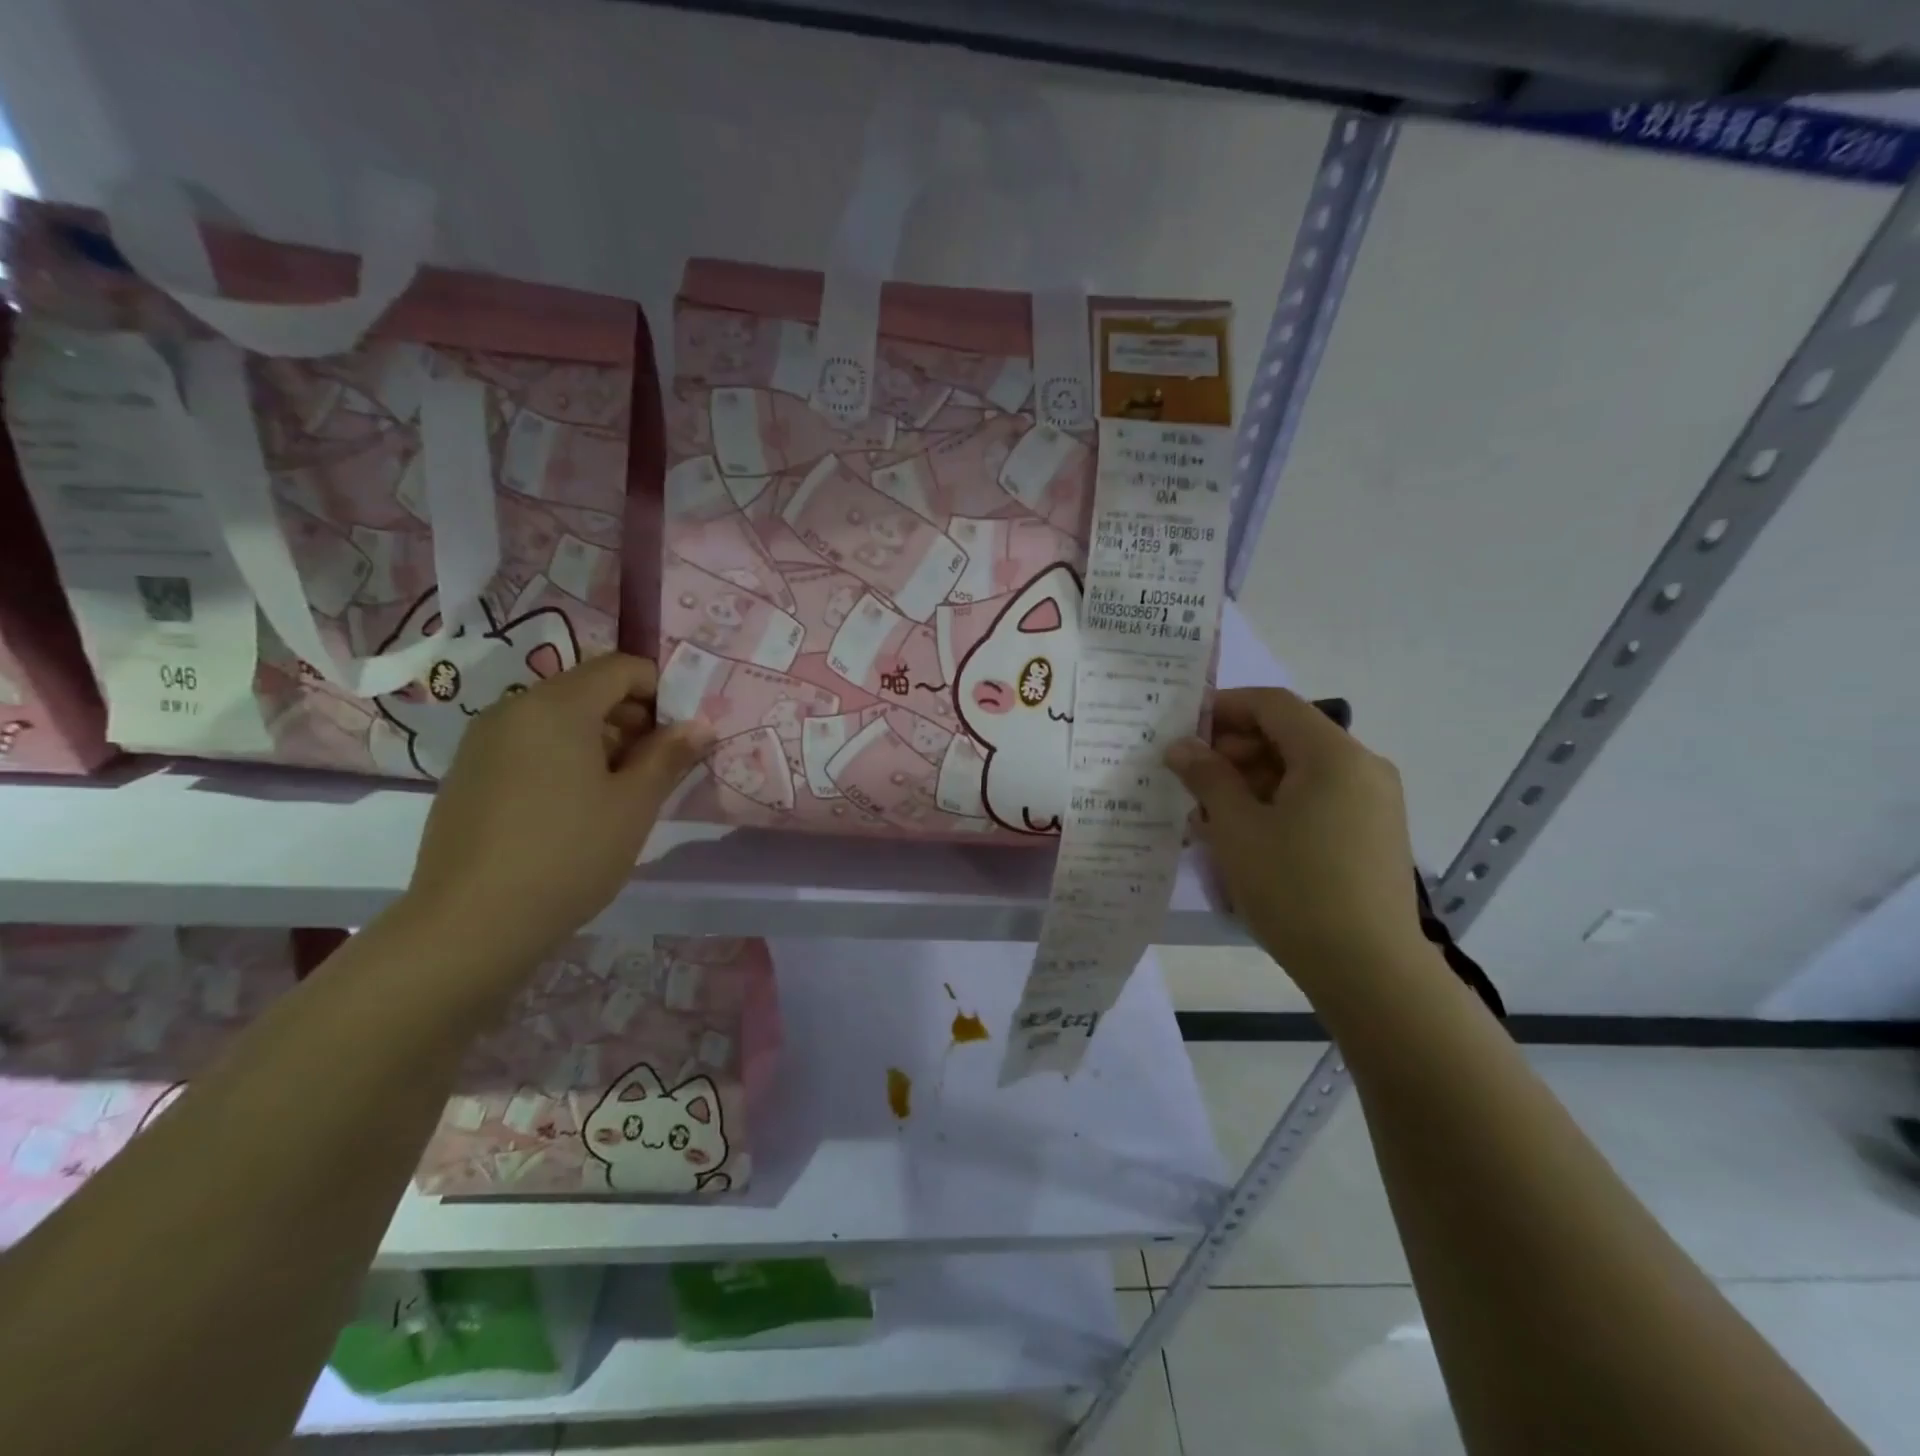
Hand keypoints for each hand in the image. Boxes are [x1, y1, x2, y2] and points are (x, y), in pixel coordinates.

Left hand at [405, 654, 712, 966]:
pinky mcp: (467, 773)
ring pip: (556, 718)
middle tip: (655, 768)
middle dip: (631, 718)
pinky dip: (561, 758)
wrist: (470, 924)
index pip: (620, 667)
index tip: (678, 736)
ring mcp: (482, 741)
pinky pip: (527, 744)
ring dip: (598, 740)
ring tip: (616, 793)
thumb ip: (669, 755)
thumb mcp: (634, 804)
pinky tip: (571, 809)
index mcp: (557, 705)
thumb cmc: (569, 854)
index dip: (660, 691)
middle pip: (587, 689)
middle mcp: (514, 708)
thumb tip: (700, 724)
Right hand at [1165, 687, 1426, 984]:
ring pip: (1300, 772)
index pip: (1273, 704)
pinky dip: (1278, 806)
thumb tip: (1181, 746)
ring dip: (1250, 783)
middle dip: (1233, 752)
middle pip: (1288, 736)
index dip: (1223, 708)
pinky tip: (1244, 838)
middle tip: (1190, 781)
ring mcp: (1373, 803)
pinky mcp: (1372, 835)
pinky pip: (1318, 801)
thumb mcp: (1237, 828)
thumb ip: (1207, 777)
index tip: (1183, 731)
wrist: (1370, 971)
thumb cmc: (1294, 888)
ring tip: (1208, 818)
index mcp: (1333, 755)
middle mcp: (1362, 768)